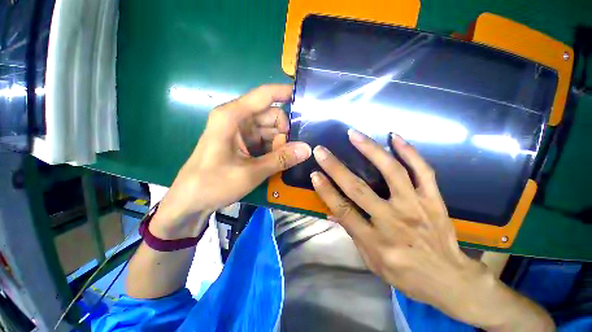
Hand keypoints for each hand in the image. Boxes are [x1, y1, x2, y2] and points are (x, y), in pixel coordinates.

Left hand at [153, 84, 311, 238]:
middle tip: (294, 150)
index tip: (307, 100)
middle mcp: (237, 119)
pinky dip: (274, 148)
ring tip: (287, 158)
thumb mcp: (251, 172)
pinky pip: (265, 140)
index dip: (286, 93)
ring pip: (270, 129)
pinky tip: (279, 160)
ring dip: (280, 142)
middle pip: (271, 115)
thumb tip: (308, 149)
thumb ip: (281, 159)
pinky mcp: (242, 143)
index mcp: (233, 116)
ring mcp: (240, 132)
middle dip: (285, 131)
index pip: (265, 95)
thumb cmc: (214, 183)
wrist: (191, 201)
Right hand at [310, 130, 553, 329]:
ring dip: (370, 150)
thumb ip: (352, 233)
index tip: (314, 173)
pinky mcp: (434, 199)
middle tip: (322, 150)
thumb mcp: (371, 261)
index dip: (326, 191)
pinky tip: (394, 136)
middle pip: (359, 189)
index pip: (343, 211)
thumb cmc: (404, 273)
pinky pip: (423, 171)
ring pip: (392, 172)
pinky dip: (409, 151)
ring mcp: (416, 207)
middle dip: (336, 168)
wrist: (449, 279)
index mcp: (375, 241)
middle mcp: (394, 221)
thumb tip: (332, 211)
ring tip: (354, 134)